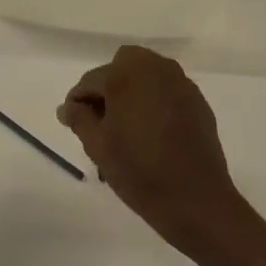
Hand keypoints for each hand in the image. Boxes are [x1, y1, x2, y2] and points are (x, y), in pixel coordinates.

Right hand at [58, 45, 257, 261]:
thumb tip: (67, 107)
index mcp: (126, 75)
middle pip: (122, 65)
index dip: (78, 101)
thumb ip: (79, 119)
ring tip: (126, 126)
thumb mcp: (98, 146)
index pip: (91, 80)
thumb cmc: (139, 171)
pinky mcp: (198, 101)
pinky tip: (151, 131)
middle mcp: (156, 69)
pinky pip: (167, 90)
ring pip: (147, 74)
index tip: (72, 122)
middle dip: (108, 87)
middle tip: (101, 119)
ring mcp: (181, 83)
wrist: (196, 200)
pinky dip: (154, 100)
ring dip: (132, 91)